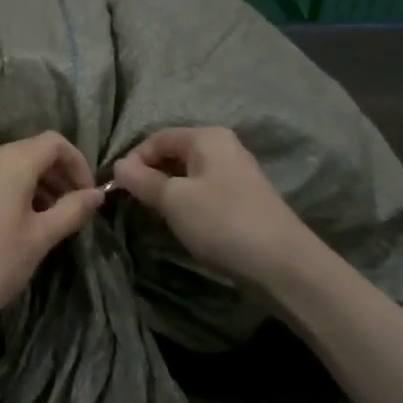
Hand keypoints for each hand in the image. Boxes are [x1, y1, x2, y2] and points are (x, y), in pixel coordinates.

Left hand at [0, 132, 104, 333]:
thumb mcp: (39, 239)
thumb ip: (71, 211)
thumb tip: (98, 194)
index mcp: (10, 161)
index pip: (54, 142)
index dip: (78, 164)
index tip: (89, 196)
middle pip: (34, 152)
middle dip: (60, 176)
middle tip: (76, 211)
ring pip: (15, 166)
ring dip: (40, 185)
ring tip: (53, 221)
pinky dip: (17, 191)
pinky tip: (24, 223)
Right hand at [112, 127, 329, 293]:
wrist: (284, 265)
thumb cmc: (222, 222)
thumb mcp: (174, 200)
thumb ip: (142, 180)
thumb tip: (118, 165)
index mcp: (206, 137)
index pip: (156, 138)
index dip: (133, 160)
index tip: (118, 189)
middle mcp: (223, 147)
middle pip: (173, 154)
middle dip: (150, 176)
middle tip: (135, 203)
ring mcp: (236, 173)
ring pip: (188, 174)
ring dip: (168, 192)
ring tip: (156, 216)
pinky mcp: (244, 199)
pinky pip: (204, 191)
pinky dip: (188, 203)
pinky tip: (184, 225)